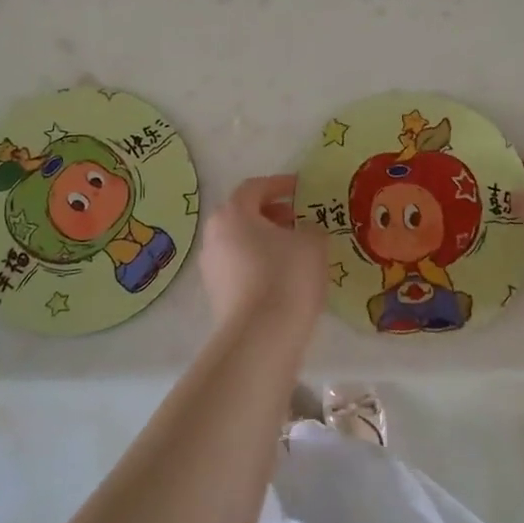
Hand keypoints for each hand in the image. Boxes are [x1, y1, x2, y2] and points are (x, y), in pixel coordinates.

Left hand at [199, 175, 327, 333]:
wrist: (261, 337)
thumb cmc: (287, 276)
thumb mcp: (313, 243)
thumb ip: (311, 228)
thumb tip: (305, 231)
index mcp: (233, 213)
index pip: (255, 187)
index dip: (280, 185)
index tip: (301, 189)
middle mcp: (214, 235)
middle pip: (243, 214)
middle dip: (272, 213)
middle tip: (298, 219)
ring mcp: (211, 266)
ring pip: (240, 242)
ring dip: (265, 240)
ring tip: (294, 250)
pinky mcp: (215, 294)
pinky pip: (239, 267)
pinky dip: (259, 263)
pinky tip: (283, 277)